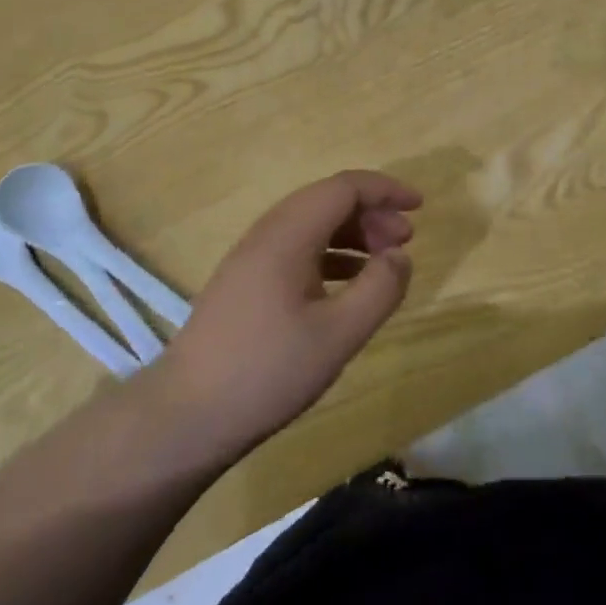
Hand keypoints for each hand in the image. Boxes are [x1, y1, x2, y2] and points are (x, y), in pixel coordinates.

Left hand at [157, 170, 420, 464]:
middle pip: (326, 201)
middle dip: (372, 212)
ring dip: (352, 233)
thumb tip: (400, 256)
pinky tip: (347, 284)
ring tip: (383, 260)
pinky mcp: (244, 283)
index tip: (419, 207)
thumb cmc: (267, 371)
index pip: (343, 188)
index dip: (385, 189)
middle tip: (405, 240)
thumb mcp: (339, 334)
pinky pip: (296, 249)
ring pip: (311, 225)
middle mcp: (267, 234)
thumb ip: (379, 289)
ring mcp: (251, 259)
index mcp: (288, 235)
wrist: (186, 416)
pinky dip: (330, 254)